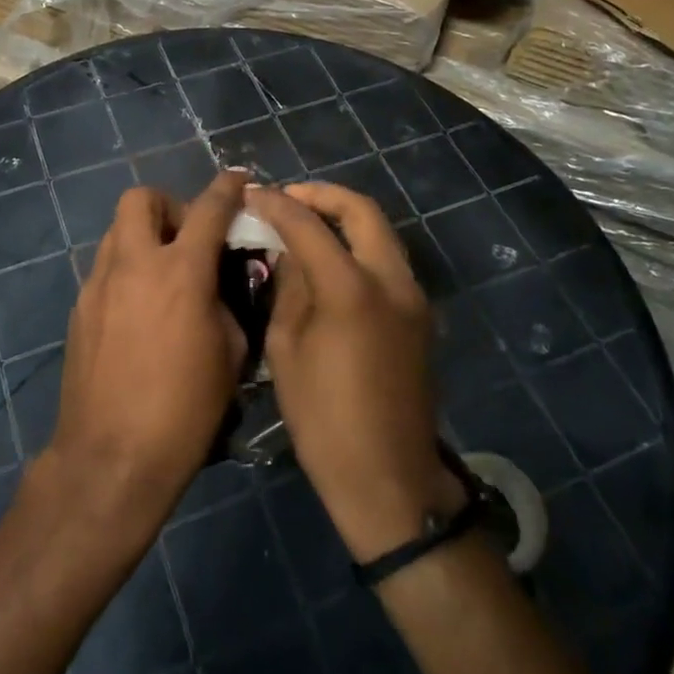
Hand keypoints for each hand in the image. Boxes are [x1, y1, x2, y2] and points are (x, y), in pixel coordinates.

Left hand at [47, 172, 248, 530]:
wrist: (112, 458)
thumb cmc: (185, 410)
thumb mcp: (230, 354)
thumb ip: (227, 302)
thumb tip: (218, 284)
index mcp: (181, 271)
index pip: (209, 208)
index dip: (228, 187)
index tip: (238, 179)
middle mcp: (134, 264)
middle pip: (140, 198)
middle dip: (168, 205)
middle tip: (187, 237)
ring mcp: (98, 284)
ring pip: (116, 230)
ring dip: (143, 236)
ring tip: (162, 273)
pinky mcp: (79, 309)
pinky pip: (104, 268)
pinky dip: (125, 270)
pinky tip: (139, 310)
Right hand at [244, 183, 465, 562]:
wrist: (390, 479)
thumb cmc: (324, 420)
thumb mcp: (286, 350)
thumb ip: (289, 288)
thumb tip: (288, 251)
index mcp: (352, 289)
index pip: (309, 225)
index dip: (277, 204)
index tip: (252, 194)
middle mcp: (391, 280)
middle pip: (361, 211)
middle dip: (322, 195)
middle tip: (288, 198)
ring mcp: (414, 296)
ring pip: (381, 232)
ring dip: (344, 217)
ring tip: (306, 223)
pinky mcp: (421, 314)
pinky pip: (388, 260)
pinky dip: (358, 245)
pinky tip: (330, 259)